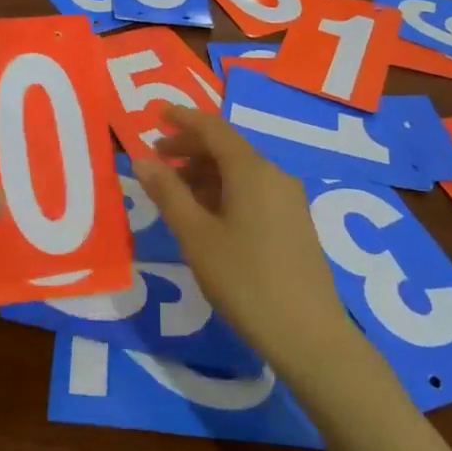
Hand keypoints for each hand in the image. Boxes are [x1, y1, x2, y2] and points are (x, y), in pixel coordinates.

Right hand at [132, 106, 357, 379]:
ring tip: (175, 194)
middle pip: (227, 148)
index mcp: (252, 171)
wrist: (309, 336)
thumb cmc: (244, 280)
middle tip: (157, 160)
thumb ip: (168, 193)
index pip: (213, 128)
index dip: (183, 118)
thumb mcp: (196, 236)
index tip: (156, 114)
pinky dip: (224, 191)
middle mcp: (274, 175)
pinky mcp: (294, 223)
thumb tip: (142, 159)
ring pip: (240, 171)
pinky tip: (207, 217)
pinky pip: (253, 191)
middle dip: (190, 149)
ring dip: (205, 173)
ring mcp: (289, 200)